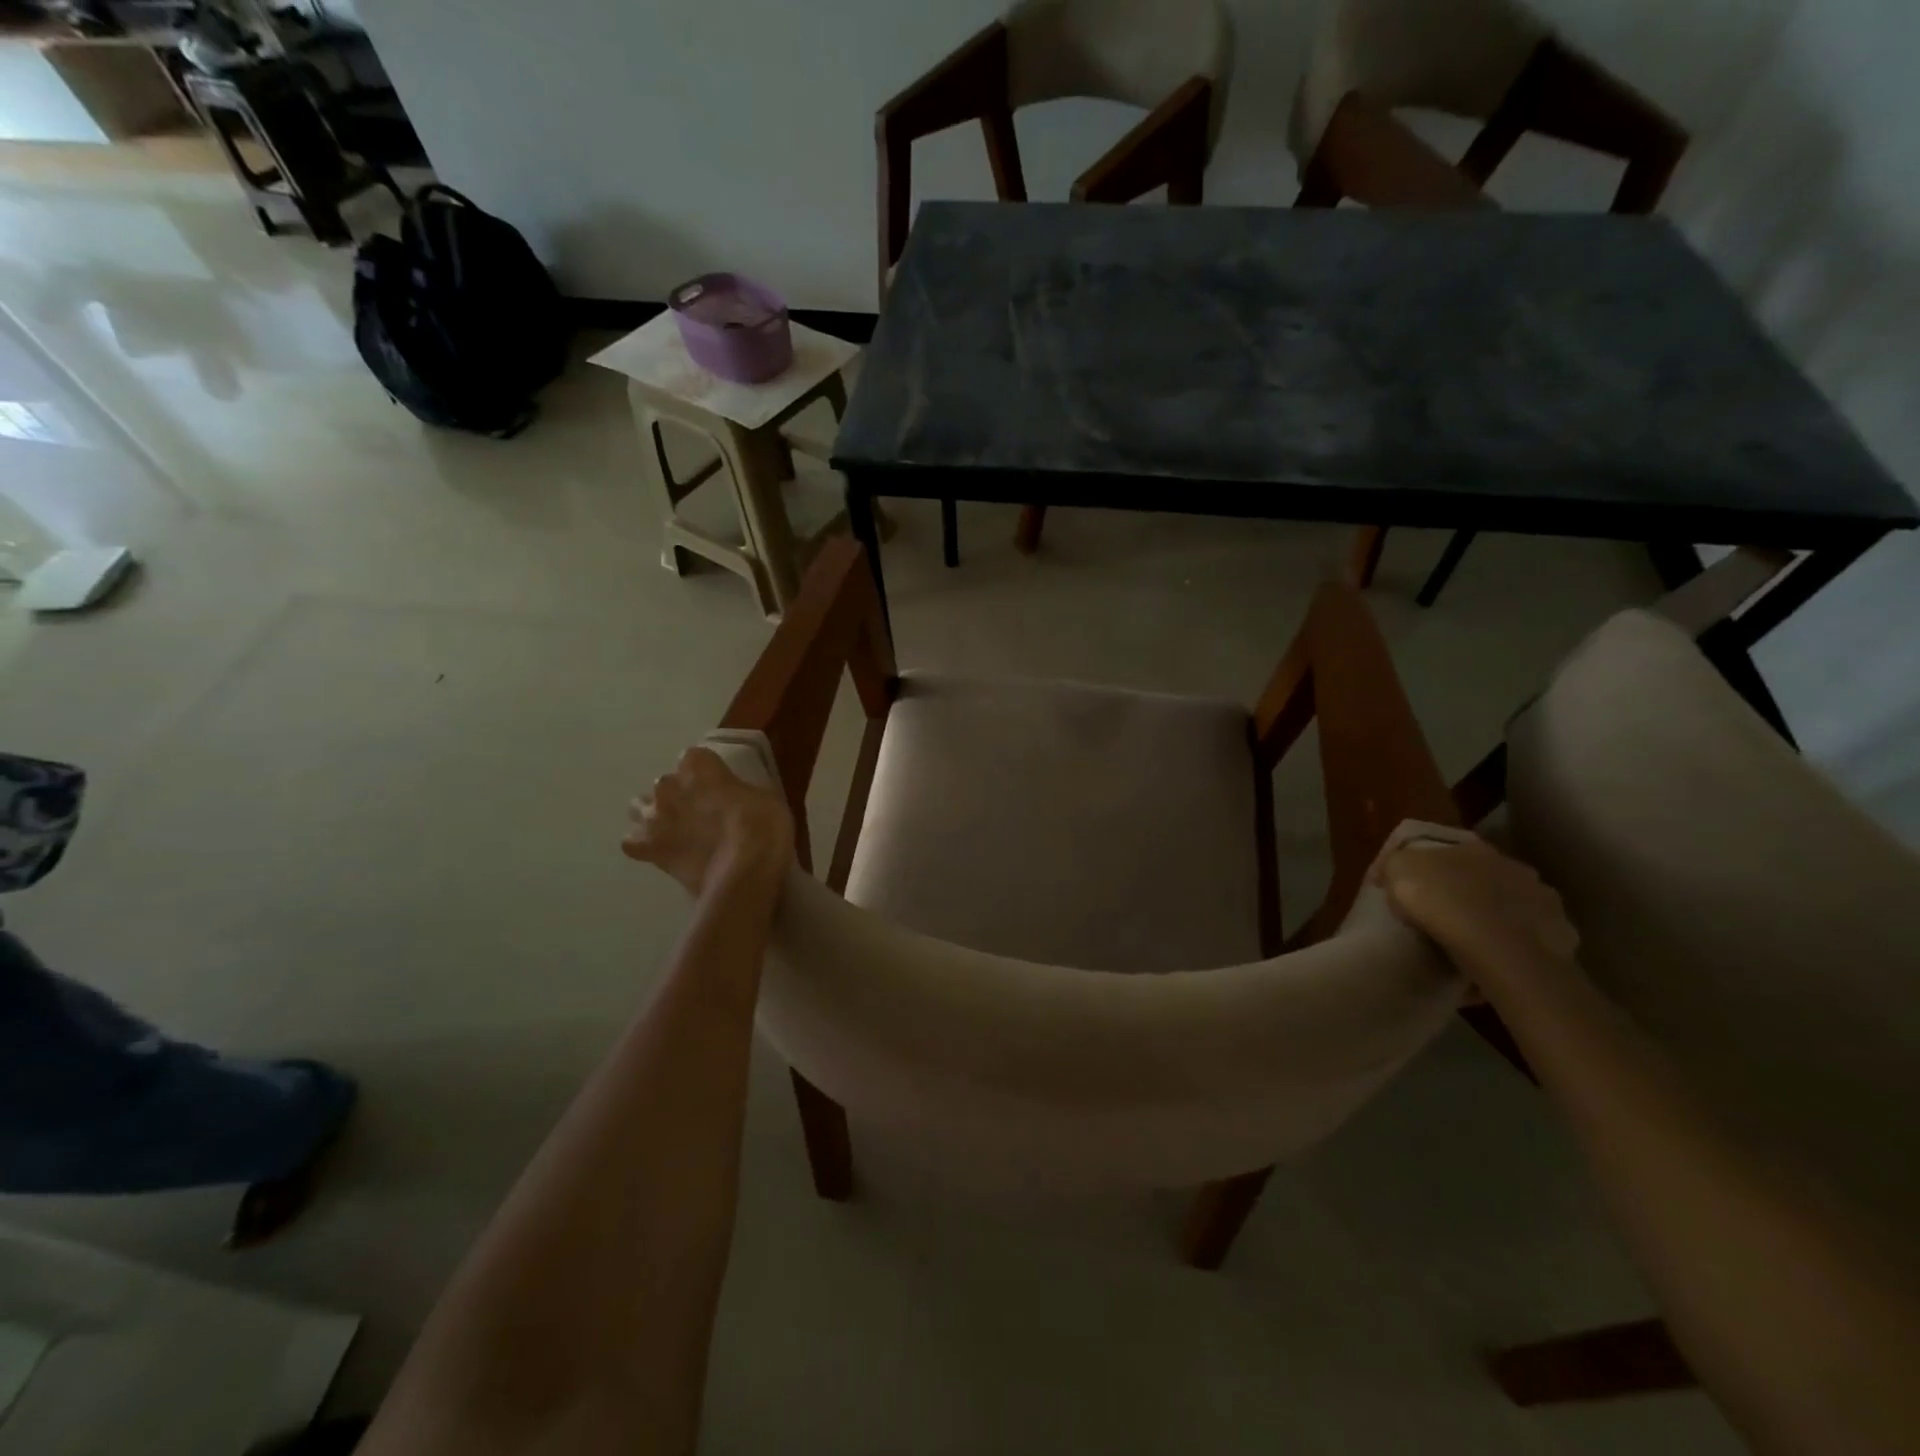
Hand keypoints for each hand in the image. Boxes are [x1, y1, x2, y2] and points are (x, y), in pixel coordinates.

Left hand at [623, 748, 793, 897]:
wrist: (743, 874)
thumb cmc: (762, 829)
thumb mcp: (766, 798)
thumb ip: (741, 791)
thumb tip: (734, 797)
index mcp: (699, 766)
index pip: (695, 757)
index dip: (707, 772)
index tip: (721, 786)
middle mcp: (668, 785)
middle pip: (667, 783)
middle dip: (680, 794)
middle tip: (703, 813)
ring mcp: (653, 818)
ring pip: (640, 807)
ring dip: (656, 815)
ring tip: (677, 830)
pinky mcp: (648, 850)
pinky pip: (633, 843)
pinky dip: (644, 846)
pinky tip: (662, 852)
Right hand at [1373, 835, 1578, 973]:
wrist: (1499, 946)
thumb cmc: (1440, 900)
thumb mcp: (1397, 871)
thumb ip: (1394, 865)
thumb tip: (1390, 874)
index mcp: (1473, 847)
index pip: (1448, 849)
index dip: (1428, 867)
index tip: (1412, 887)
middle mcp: (1513, 866)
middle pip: (1484, 876)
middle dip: (1467, 891)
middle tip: (1443, 914)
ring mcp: (1542, 899)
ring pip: (1511, 905)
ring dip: (1494, 918)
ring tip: (1471, 941)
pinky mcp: (1559, 934)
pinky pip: (1529, 937)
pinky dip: (1512, 945)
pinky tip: (1495, 961)